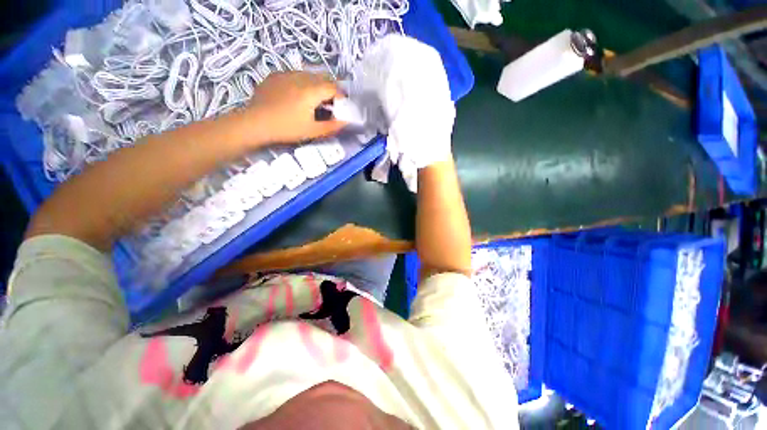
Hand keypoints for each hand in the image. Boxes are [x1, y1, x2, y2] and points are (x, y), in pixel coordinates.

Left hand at [247, 71, 345, 143]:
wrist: (255, 123)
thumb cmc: (287, 129)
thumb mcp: (313, 131)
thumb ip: (332, 126)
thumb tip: (346, 122)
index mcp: (311, 90)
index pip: (333, 88)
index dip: (341, 97)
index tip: (343, 107)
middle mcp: (300, 77)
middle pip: (322, 77)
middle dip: (330, 89)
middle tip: (331, 104)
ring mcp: (286, 74)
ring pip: (308, 74)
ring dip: (317, 85)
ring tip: (315, 99)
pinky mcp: (275, 76)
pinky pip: (294, 75)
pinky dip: (302, 83)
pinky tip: (297, 95)